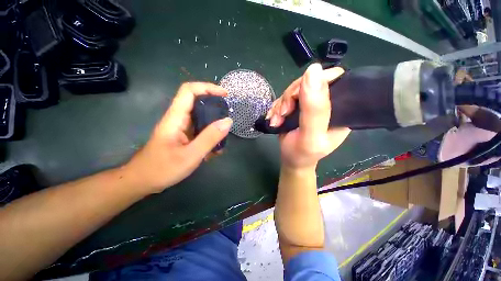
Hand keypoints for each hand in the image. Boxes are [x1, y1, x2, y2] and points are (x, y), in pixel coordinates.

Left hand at [124, 82, 232, 192]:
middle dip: (215, 108)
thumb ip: (210, 137)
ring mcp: (181, 128)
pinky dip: (210, 137)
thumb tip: (228, 121)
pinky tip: (214, 150)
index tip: (224, 95)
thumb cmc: (162, 169)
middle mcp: (178, 119)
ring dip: (214, 126)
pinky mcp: (184, 137)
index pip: (189, 91)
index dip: (207, 88)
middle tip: (228, 119)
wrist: (142, 181)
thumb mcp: (191, 155)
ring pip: (201, 119)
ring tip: (223, 140)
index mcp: (176, 117)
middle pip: (197, 103)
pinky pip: (200, 131)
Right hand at [266, 63, 350, 169]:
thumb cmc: (302, 154)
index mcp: (341, 109)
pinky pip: (284, 98)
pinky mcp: (297, 107)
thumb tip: (314, 70)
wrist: (291, 160)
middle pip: (308, 83)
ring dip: (281, 105)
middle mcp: (327, 103)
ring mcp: (310, 105)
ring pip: (293, 90)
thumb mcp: (311, 136)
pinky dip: (276, 108)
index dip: (313, 83)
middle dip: (290, 97)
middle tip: (283, 114)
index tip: (296, 98)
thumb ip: (314, 109)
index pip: (333, 80)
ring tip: (276, 121)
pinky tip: (274, 119)